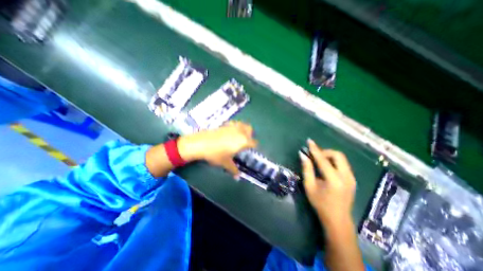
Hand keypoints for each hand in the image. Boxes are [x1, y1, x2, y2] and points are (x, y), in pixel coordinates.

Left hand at [179, 121, 257, 176]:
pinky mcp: (225, 124)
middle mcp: (240, 132)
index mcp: (243, 141)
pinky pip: (234, 123)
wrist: (201, 144)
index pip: (254, 142)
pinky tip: (229, 132)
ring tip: (238, 136)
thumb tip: (237, 176)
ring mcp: (232, 126)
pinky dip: (235, 126)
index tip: (250, 150)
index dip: (254, 146)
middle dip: (250, 135)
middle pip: (250, 129)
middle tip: (245, 142)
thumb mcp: (226, 163)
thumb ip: (234, 169)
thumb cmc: (216, 154)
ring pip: (242, 124)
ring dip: (243, 129)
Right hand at [301, 140, 355, 226]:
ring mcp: (352, 178)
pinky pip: (343, 164)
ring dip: (329, 156)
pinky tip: (326, 167)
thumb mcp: (309, 186)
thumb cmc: (320, 204)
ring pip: (342, 159)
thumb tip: (303, 155)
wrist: (338, 220)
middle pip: (338, 155)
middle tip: (315, 156)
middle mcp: (346, 177)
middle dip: (325, 152)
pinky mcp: (353, 179)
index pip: (323, 159)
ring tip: (319, 161)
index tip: (309, 141)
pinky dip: (334, 161)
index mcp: (334, 180)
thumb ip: (307, 169)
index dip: (315, 149)